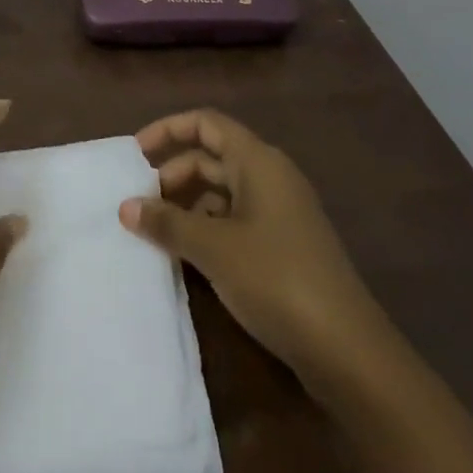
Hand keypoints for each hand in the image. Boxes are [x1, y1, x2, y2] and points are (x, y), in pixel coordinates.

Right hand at [118, 109, 393, 382]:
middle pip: (211, 158)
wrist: (346, 349)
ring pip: (221, 193)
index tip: (135, 154)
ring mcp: (279, 213)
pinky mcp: (282, 246)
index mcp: (258, 162)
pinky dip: (206, 229)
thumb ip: (166, 223)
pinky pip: (234, 221)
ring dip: (186, 206)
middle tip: (138, 205)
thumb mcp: (213, 248)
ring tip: (153, 233)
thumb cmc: (276, 279)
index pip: (206, 123)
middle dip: (172, 175)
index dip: (168, 130)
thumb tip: (125, 207)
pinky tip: (184, 256)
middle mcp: (269, 177)